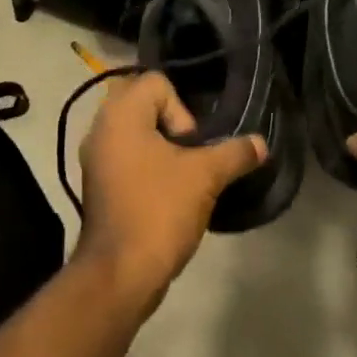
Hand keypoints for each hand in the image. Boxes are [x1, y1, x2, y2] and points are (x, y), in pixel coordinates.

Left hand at [74, 72, 266, 312]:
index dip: (181, 109)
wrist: (120, 274)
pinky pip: (127, 157)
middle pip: (144, 104)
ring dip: (161, 147)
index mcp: (120, 115)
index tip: (191, 145)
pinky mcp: (97, 185)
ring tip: (182, 175)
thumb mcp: (206, 176)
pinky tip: (166, 194)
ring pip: (135, 132)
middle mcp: (101, 129)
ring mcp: (95, 159)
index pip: (156, 82)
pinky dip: (147, 167)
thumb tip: (261, 144)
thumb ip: (235, 152)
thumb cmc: (159, 210)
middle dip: (172, 124)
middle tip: (189, 154)